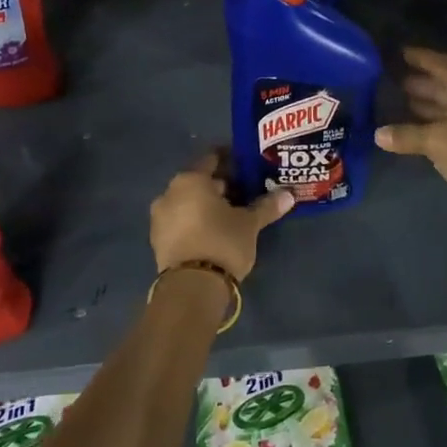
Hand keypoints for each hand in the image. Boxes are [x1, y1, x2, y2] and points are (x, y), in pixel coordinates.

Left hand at [150, 153, 293, 278]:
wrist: (191, 288)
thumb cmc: (222, 243)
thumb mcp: (249, 224)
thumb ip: (267, 206)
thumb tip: (289, 195)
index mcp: (190, 180)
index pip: (212, 158)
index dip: (232, 160)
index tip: (248, 166)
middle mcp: (169, 192)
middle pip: (199, 181)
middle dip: (221, 185)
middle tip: (245, 192)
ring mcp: (160, 217)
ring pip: (188, 202)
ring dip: (207, 205)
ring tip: (232, 214)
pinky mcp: (158, 240)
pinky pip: (181, 221)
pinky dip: (196, 221)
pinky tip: (214, 231)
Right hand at [375, 48, 446, 226]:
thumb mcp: (436, 141)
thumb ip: (406, 135)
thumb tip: (378, 134)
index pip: (438, 63)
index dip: (418, 57)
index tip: (398, 52)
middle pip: (444, 83)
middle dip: (420, 82)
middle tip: (392, 80)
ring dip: (427, 104)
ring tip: (400, 102)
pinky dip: (435, 124)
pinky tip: (418, 130)